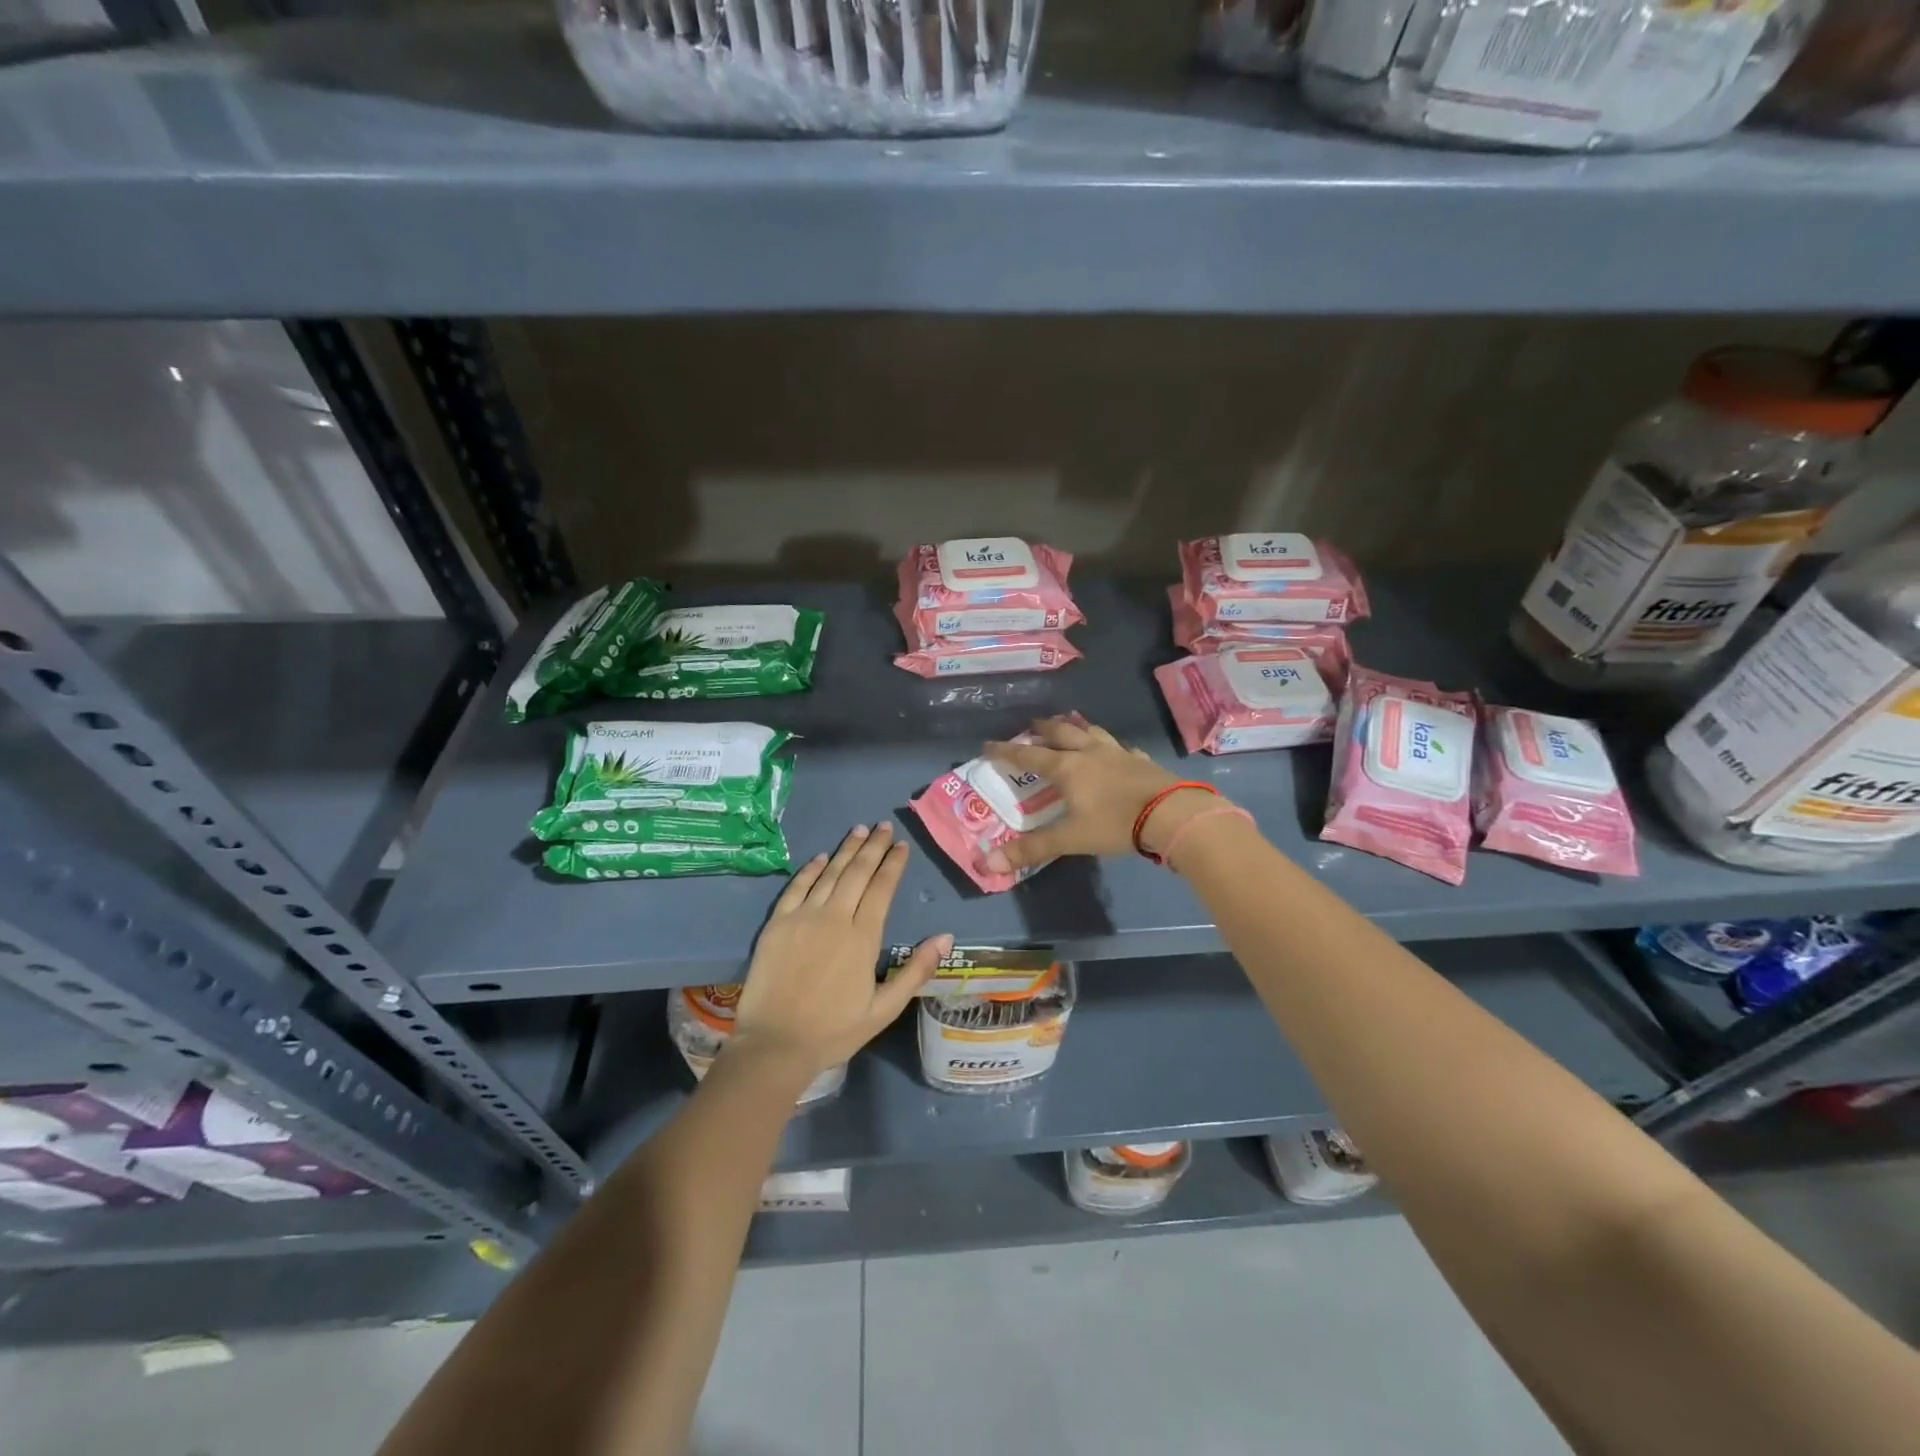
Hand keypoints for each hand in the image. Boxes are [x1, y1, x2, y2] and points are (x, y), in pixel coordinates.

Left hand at [732, 822, 949, 1075]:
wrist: (775, 1044)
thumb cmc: (834, 1030)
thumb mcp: (885, 1009)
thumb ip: (916, 970)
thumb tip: (946, 937)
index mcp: (863, 937)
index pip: (882, 888)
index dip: (893, 864)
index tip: (901, 845)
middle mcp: (835, 918)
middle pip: (858, 873)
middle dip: (873, 847)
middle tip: (883, 826)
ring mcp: (803, 917)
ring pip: (829, 873)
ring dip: (846, 850)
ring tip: (859, 830)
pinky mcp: (777, 923)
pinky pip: (797, 887)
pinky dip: (811, 869)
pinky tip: (821, 857)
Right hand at [982, 716, 1227, 872]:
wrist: (1171, 813)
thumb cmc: (1115, 823)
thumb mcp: (1070, 838)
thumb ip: (1032, 849)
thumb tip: (988, 863)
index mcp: (1067, 768)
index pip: (1029, 756)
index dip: (1007, 751)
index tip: (988, 745)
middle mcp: (1089, 753)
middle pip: (1061, 732)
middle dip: (1043, 729)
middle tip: (1031, 726)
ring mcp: (1118, 753)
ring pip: (1091, 732)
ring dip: (1076, 728)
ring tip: (1070, 728)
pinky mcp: (1141, 760)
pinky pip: (1121, 747)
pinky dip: (1111, 747)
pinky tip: (1116, 752)